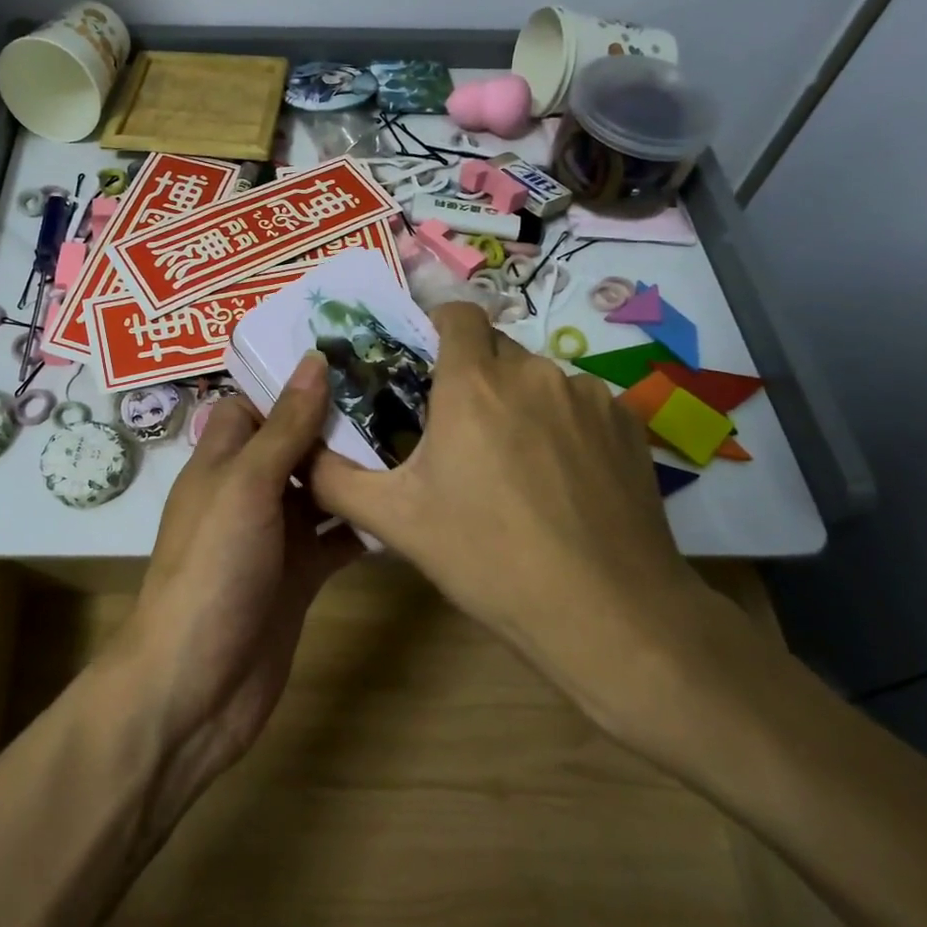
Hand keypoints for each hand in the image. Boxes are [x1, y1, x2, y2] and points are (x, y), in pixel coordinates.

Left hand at [114, 354, 361, 809]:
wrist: (198, 685)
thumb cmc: (212, 569)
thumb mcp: (245, 487)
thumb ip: (284, 428)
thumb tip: (314, 360)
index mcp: (221, 462)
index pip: (253, 406)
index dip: (290, 383)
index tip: (348, 358)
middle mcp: (247, 493)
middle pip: (293, 445)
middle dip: (336, 423)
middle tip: (400, 392)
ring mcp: (274, 537)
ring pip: (319, 491)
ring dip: (356, 472)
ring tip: (416, 437)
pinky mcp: (299, 576)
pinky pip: (335, 538)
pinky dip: (362, 524)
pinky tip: (406, 505)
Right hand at [306, 302, 714, 739]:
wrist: (607, 613)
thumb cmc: (488, 558)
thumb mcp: (395, 522)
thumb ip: (334, 479)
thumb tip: (299, 455)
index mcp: (473, 383)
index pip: (456, 314)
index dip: (438, 328)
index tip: (426, 366)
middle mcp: (533, 372)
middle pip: (496, 350)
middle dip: (474, 377)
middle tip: (461, 434)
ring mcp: (588, 395)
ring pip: (538, 380)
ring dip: (519, 404)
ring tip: (515, 467)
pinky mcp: (627, 423)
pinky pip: (580, 406)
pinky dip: (563, 427)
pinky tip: (563, 482)